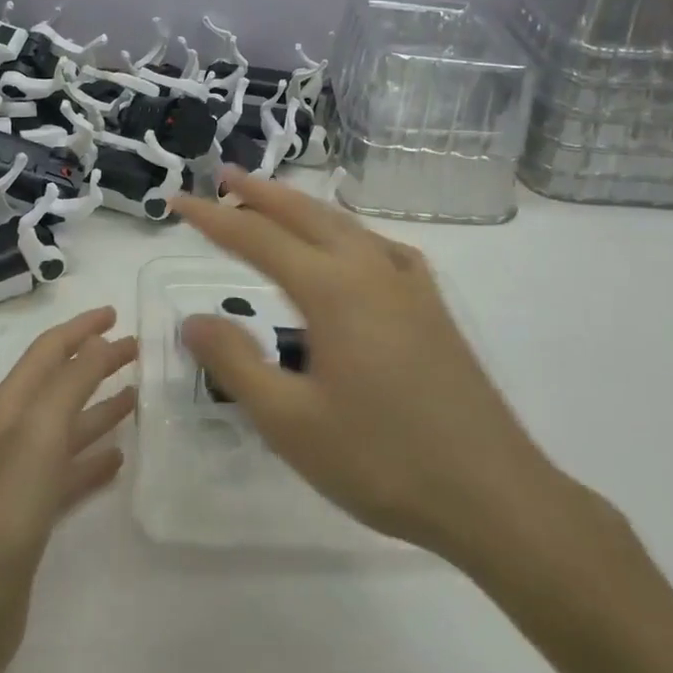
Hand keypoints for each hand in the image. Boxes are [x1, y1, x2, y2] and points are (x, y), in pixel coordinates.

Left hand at [0, 307, 136, 664]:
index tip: (117, 312)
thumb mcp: (41, 430)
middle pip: (61, 384)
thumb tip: (99, 340)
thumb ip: (72, 380)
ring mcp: (21, 475)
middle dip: (96, 362)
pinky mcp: (32, 515)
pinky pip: (70, 473)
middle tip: (138, 351)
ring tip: (138, 397)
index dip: (81, 328)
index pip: (49, 349)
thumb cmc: (5, 505)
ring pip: (68, 427)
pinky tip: (119, 459)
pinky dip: (94, 459)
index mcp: (10, 404)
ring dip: (100, 407)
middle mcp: (13, 432)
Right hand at [174, 172, 587, 572]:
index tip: (178, 202)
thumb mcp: (290, 422)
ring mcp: (408, 284)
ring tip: (271, 202)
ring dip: (301, 208)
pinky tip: (349, 248)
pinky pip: (378, 247)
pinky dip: (347, 232)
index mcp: (332, 289)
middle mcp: (370, 269)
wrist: (493, 495)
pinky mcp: (432, 306)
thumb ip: (235, 363)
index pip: (256, 237)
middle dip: (259, 193)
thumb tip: (193, 319)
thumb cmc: (382, 460)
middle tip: (223, 177)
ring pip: (344, 225)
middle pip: (304, 214)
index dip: (213, 218)